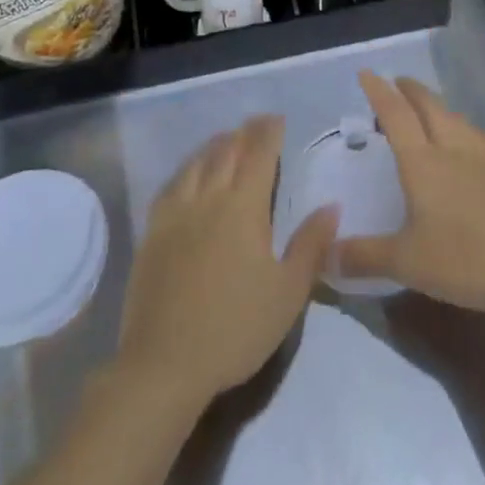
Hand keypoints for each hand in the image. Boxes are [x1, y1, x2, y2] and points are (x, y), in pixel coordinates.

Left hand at [116, 115, 336, 410]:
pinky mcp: (152, 232)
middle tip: (256, 124)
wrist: (165, 364)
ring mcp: (176, 213)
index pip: (259, 155)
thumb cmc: (236, 329)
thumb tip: (332, 206)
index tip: (278, 119)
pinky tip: (189, 174)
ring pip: (197, 163)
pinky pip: (171, 185)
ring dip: (215, 145)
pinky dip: (186, 169)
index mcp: (244, 207)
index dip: (269, 133)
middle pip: (227, 151)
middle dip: (244, 133)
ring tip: (226, 140)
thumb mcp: (288, 293)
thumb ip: (311, 245)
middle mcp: (209, 198)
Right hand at [335, 72, 484, 316]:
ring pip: (458, 119)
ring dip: (440, 108)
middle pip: (429, 106)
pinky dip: (476, 134)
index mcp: (422, 162)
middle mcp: (452, 148)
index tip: (366, 74)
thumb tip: (324, 255)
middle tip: (396, 84)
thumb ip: (363, 256)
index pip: (395, 115)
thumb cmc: (464, 260)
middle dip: (410, 90)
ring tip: (430, 112)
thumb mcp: (406, 262)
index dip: (379, 92)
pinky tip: (479, 143)